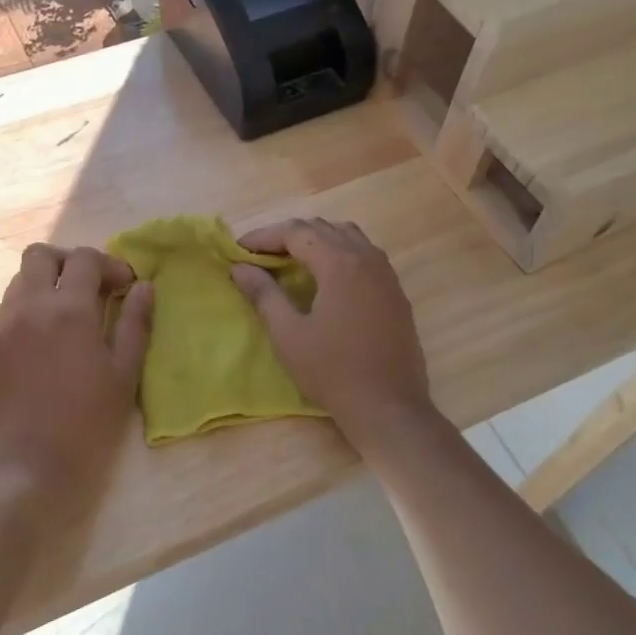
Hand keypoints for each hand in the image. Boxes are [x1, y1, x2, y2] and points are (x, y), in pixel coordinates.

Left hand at [0, 243, 152, 510]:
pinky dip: (23, 314)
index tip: (125, 288)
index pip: (86, 259)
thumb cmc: (86, 425)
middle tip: (91, 290)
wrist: (26, 470)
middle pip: (40, 255)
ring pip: (18, 283)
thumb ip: (135, 324)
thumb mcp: (124, 375)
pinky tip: (37, 346)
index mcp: (68, 310)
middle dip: (69, 263)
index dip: (110, 265)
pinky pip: (1, 314)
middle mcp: (27, 307)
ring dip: (45, 288)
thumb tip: (144, 287)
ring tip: (64, 319)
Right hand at [230, 218, 433, 442]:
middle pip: (324, 228)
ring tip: (292, 261)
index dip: (265, 236)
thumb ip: (264, 294)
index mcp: (340, 263)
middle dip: (289, 235)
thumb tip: (240, 268)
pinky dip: (340, 254)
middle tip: (261, 255)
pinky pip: (365, 255)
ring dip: (317, 240)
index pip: (297, 232)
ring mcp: (386, 274)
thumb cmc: (332, 371)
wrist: (388, 406)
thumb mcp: (288, 334)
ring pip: (349, 237)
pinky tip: (326, 279)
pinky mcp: (396, 292)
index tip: (240, 250)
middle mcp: (367, 258)